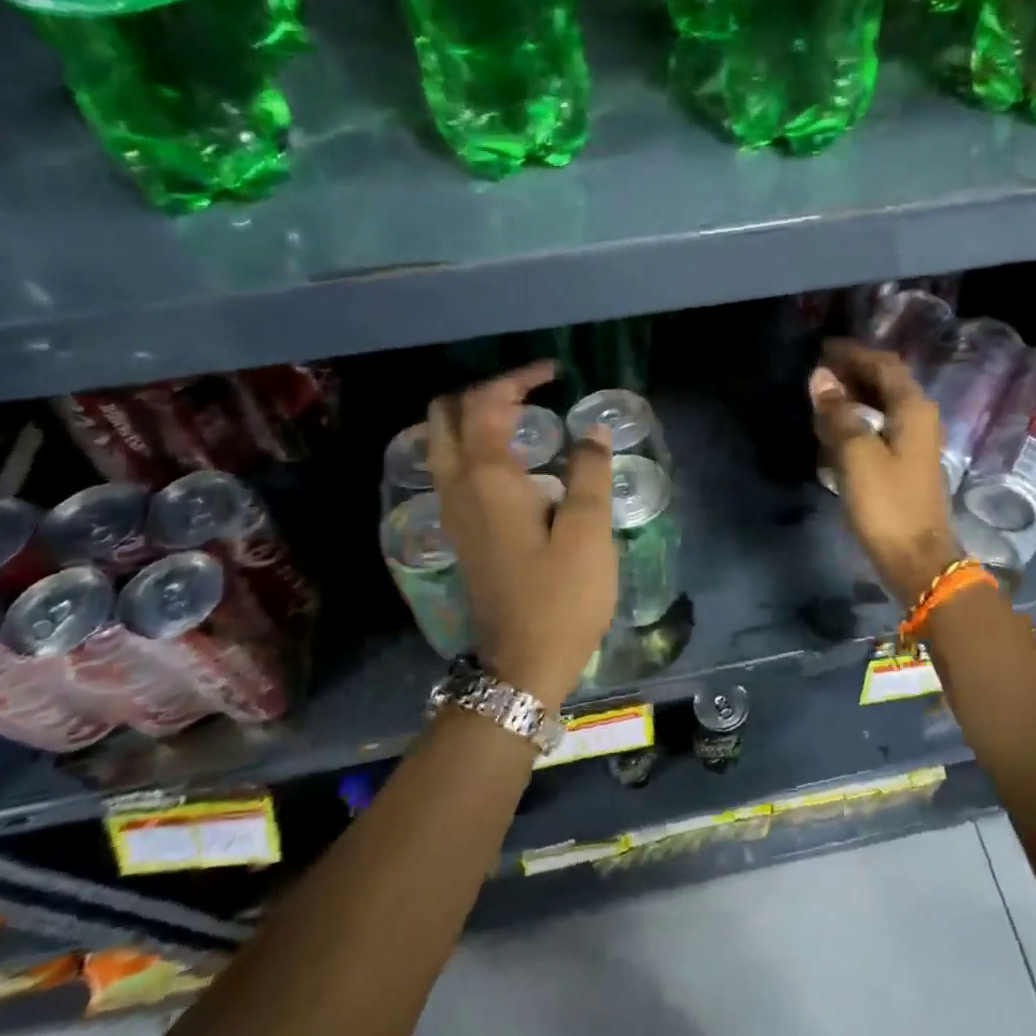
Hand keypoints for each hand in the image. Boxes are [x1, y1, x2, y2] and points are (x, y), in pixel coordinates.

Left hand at [426, 363, 616, 711]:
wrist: (523, 663)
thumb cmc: (561, 596)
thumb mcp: (589, 531)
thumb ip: (590, 471)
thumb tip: (592, 430)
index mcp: (487, 478)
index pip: (486, 403)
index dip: (519, 378)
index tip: (556, 372)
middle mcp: (457, 486)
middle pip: (446, 413)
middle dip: (484, 390)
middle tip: (529, 390)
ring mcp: (452, 510)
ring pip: (443, 440)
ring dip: (473, 415)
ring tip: (522, 415)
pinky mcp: (460, 530)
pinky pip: (452, 466)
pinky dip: (472, 443)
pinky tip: (511, 457)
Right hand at [809, 340, 960, 605]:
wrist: (917, 559)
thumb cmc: (887, 504)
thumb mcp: (857, 455)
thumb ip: (838, 413)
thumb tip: (820, 378)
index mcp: (913, 409)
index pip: (883, 365)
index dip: (854, 353)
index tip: (823, 348)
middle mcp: (919, 419)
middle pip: (886, 382)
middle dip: (853, 372)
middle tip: (818, 370)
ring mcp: (914, 443)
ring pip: (883, 406)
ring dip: (855, 396)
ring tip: (822, 395)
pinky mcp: (905, 465)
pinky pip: (880, 428)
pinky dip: (858, 419)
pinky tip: (836, 429)